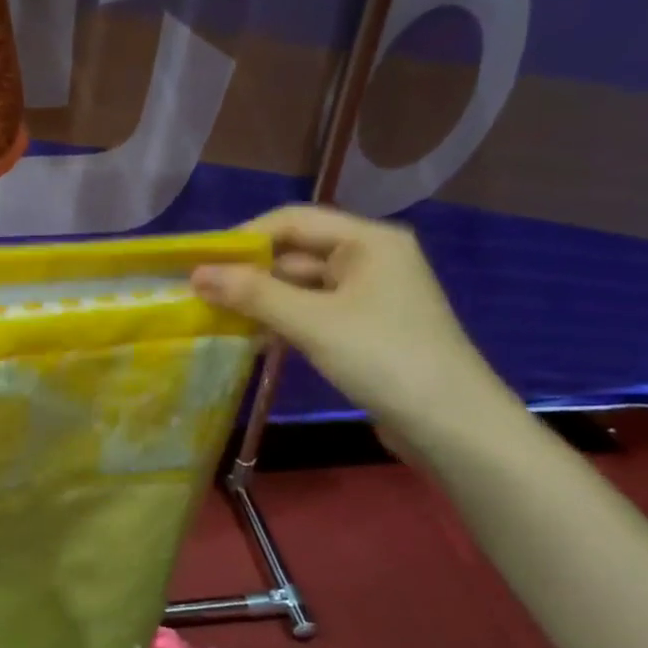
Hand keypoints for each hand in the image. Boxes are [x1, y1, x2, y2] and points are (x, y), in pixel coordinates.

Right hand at [191, 205, 512, 441]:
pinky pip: (314, 314)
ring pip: (302, 287)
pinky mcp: (366, 330)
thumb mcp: (312, 322)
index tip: (200, 261)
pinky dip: (283, 321)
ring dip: (262, 300)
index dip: (244, 237)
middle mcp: (370, 259)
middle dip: (250, 272)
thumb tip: (196, 275)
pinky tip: (251, 339)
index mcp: (367, 241)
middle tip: (200, 293)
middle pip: (297, 253)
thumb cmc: (383, 358)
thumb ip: (253, 294)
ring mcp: (370, 297)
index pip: (293, 220)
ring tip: (215, 316)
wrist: (451, 426)